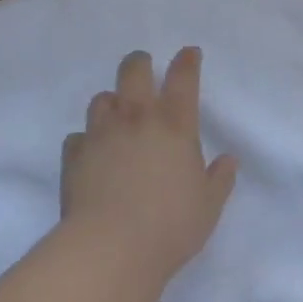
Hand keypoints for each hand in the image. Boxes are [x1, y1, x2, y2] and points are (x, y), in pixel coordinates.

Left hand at [59, 48, 237, 279]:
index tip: (189, 53)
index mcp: (175, 125)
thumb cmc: (170, 226)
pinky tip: (91, 153)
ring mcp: (101, 134)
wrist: (111, 248)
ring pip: (101, 99)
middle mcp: (136, 119)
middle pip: (134, 71)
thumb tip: (228, 160)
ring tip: (116, 113)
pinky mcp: (74, 155)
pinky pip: (78, 137)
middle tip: (144, 66)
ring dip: (111, 101)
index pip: (183, 78)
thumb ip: (219, 179)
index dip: (187, 61)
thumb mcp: (208, 206)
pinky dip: (86, 140)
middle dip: (140, 62)